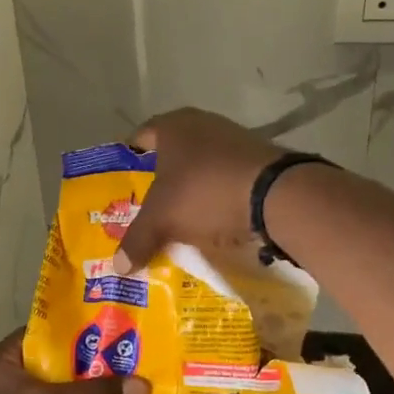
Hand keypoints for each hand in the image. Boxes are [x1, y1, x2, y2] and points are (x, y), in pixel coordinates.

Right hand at [111, 108, 281, 273]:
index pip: (139, 139)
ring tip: (178, 222)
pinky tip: (212, 223)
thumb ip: (137, 240)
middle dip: (159, 183)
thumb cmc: (205, 192)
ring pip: (201, 168)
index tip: (121, 188)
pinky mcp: (259, 161)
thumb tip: (117, 268)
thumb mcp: (162, 219)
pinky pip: (226, 180)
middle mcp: (203, 124)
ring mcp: (235, 140)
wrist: (276, 195)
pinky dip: (217, 199)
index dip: (128, 163)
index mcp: (173, 126)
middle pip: (171, 155)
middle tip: (146, 211)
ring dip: (191, 193)